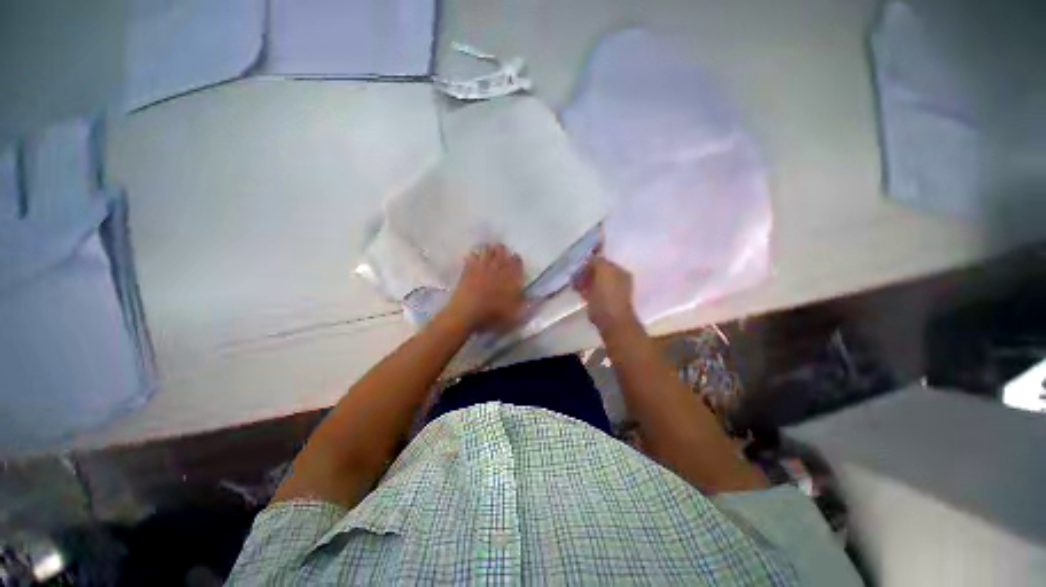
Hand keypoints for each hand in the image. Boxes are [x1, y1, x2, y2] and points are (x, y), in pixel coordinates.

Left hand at [446, 243, 524, 331]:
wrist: (467, 313)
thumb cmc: (493, 314)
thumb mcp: (515, 314)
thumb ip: (527, 304)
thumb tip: (538, 298)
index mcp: (510, 277)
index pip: (516, 263)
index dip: (517, 260)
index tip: (516, 259)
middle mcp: (497, 269)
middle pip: (501, 252)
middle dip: (502, 250)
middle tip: (502, 250)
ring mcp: (481, 268)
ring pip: (486, 251)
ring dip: (488, 249)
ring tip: (489, 249)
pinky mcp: (467, 271)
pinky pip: (471, 257)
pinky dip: (473, 255)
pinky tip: (473, 255)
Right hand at [573, 256, 639, 334]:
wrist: (612, 323)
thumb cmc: (607, 296)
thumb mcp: (603, 272)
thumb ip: (597, 261)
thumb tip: (591, 258)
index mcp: (621, 271)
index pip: (604, 261)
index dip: (590, 262)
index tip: (578, 266)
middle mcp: (619, 281)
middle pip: (599, 272)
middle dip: (586, 273)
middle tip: (574, 277)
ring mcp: (613, 294)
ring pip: (595, 283)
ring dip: (585, 282)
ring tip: (575, 286)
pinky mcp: (605, 305)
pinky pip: (593, 293)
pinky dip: (586, 292)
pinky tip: (580, 294)